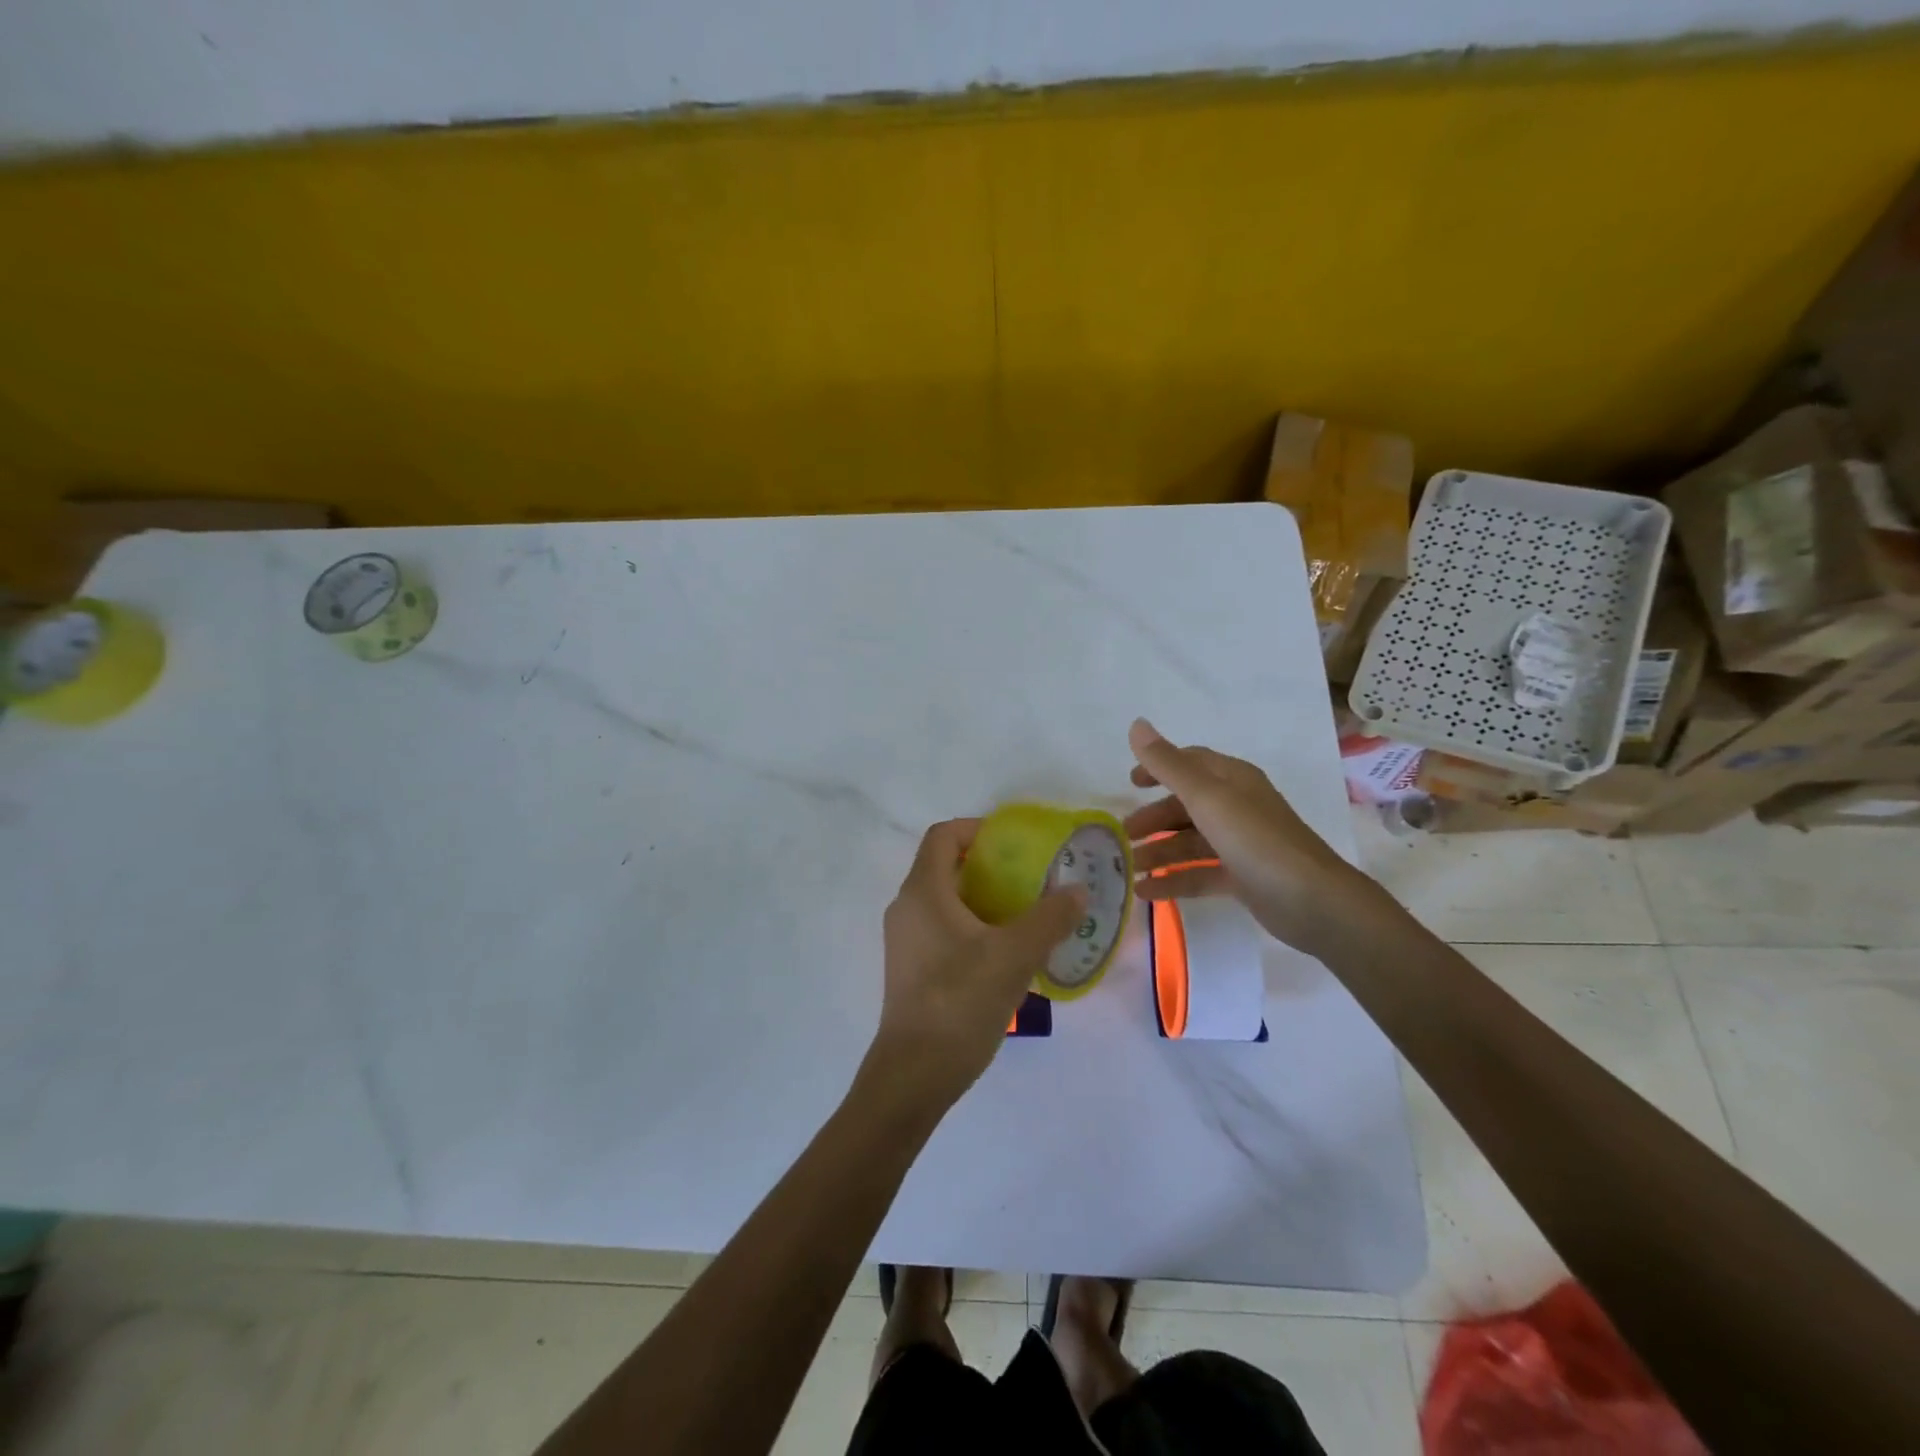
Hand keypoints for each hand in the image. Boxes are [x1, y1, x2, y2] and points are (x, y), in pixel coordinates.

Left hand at [871, 818, 1086, 1111]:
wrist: (915, 1074)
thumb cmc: (960, 1001)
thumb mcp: (1014, 956)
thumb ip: (1049, 918)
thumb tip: (1077, 890)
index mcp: (923, 891)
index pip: (943, 835)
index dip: (977, 829)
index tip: (1015, 844)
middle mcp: (907, 907)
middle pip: (946, 867)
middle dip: (990, 867)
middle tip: (1031, 880)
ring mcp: (906, 940)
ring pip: (947, 901)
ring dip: (985, 900)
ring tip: (1027, 916)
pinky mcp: (912, 968)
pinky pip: (944, 929)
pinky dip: (974, 928)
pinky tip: (1007, 954)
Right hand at [1125, 718, 1372, 954]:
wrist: (1313, 902)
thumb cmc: (1257, 840)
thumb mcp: (1206, 798)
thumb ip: (1168, 765)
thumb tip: (1137, 724)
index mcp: (1233, 780)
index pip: (1191, 763)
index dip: (1159, 768)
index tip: (1130, 783)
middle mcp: (1238, 807)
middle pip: (1187, 805)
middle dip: (1154, 818)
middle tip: (1123, 834)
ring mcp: (1242, 844)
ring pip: (1191, 842)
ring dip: (1160, 852)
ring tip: (1129, 868)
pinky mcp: (1244, 878)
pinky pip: (1200, 873)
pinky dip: (1174, 880)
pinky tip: (1147, 892)